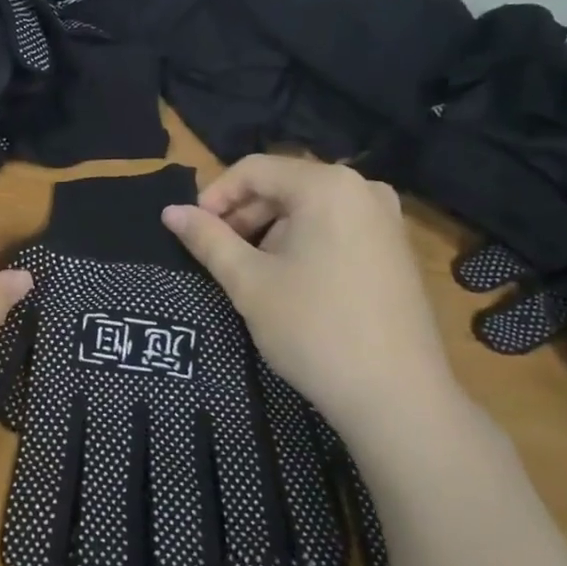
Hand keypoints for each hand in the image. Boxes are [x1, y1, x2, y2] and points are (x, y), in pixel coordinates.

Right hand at [163, 155, 458, 441]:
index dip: (214, 196)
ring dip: (269, 232)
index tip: (192, 232)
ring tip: (249, 274)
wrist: (396, 395)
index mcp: (327, 185)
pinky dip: (302, 243)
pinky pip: (335, 227)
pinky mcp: (395, 248)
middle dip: (242, 215)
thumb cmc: (313, 329)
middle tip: (216, 256)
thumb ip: (207, 239)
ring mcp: (385, 218)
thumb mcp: (248, 282)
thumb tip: (170, 211)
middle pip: (284, 186)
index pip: (253, 170)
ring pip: (308, 209)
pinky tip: (289, 282)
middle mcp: (362, 188)